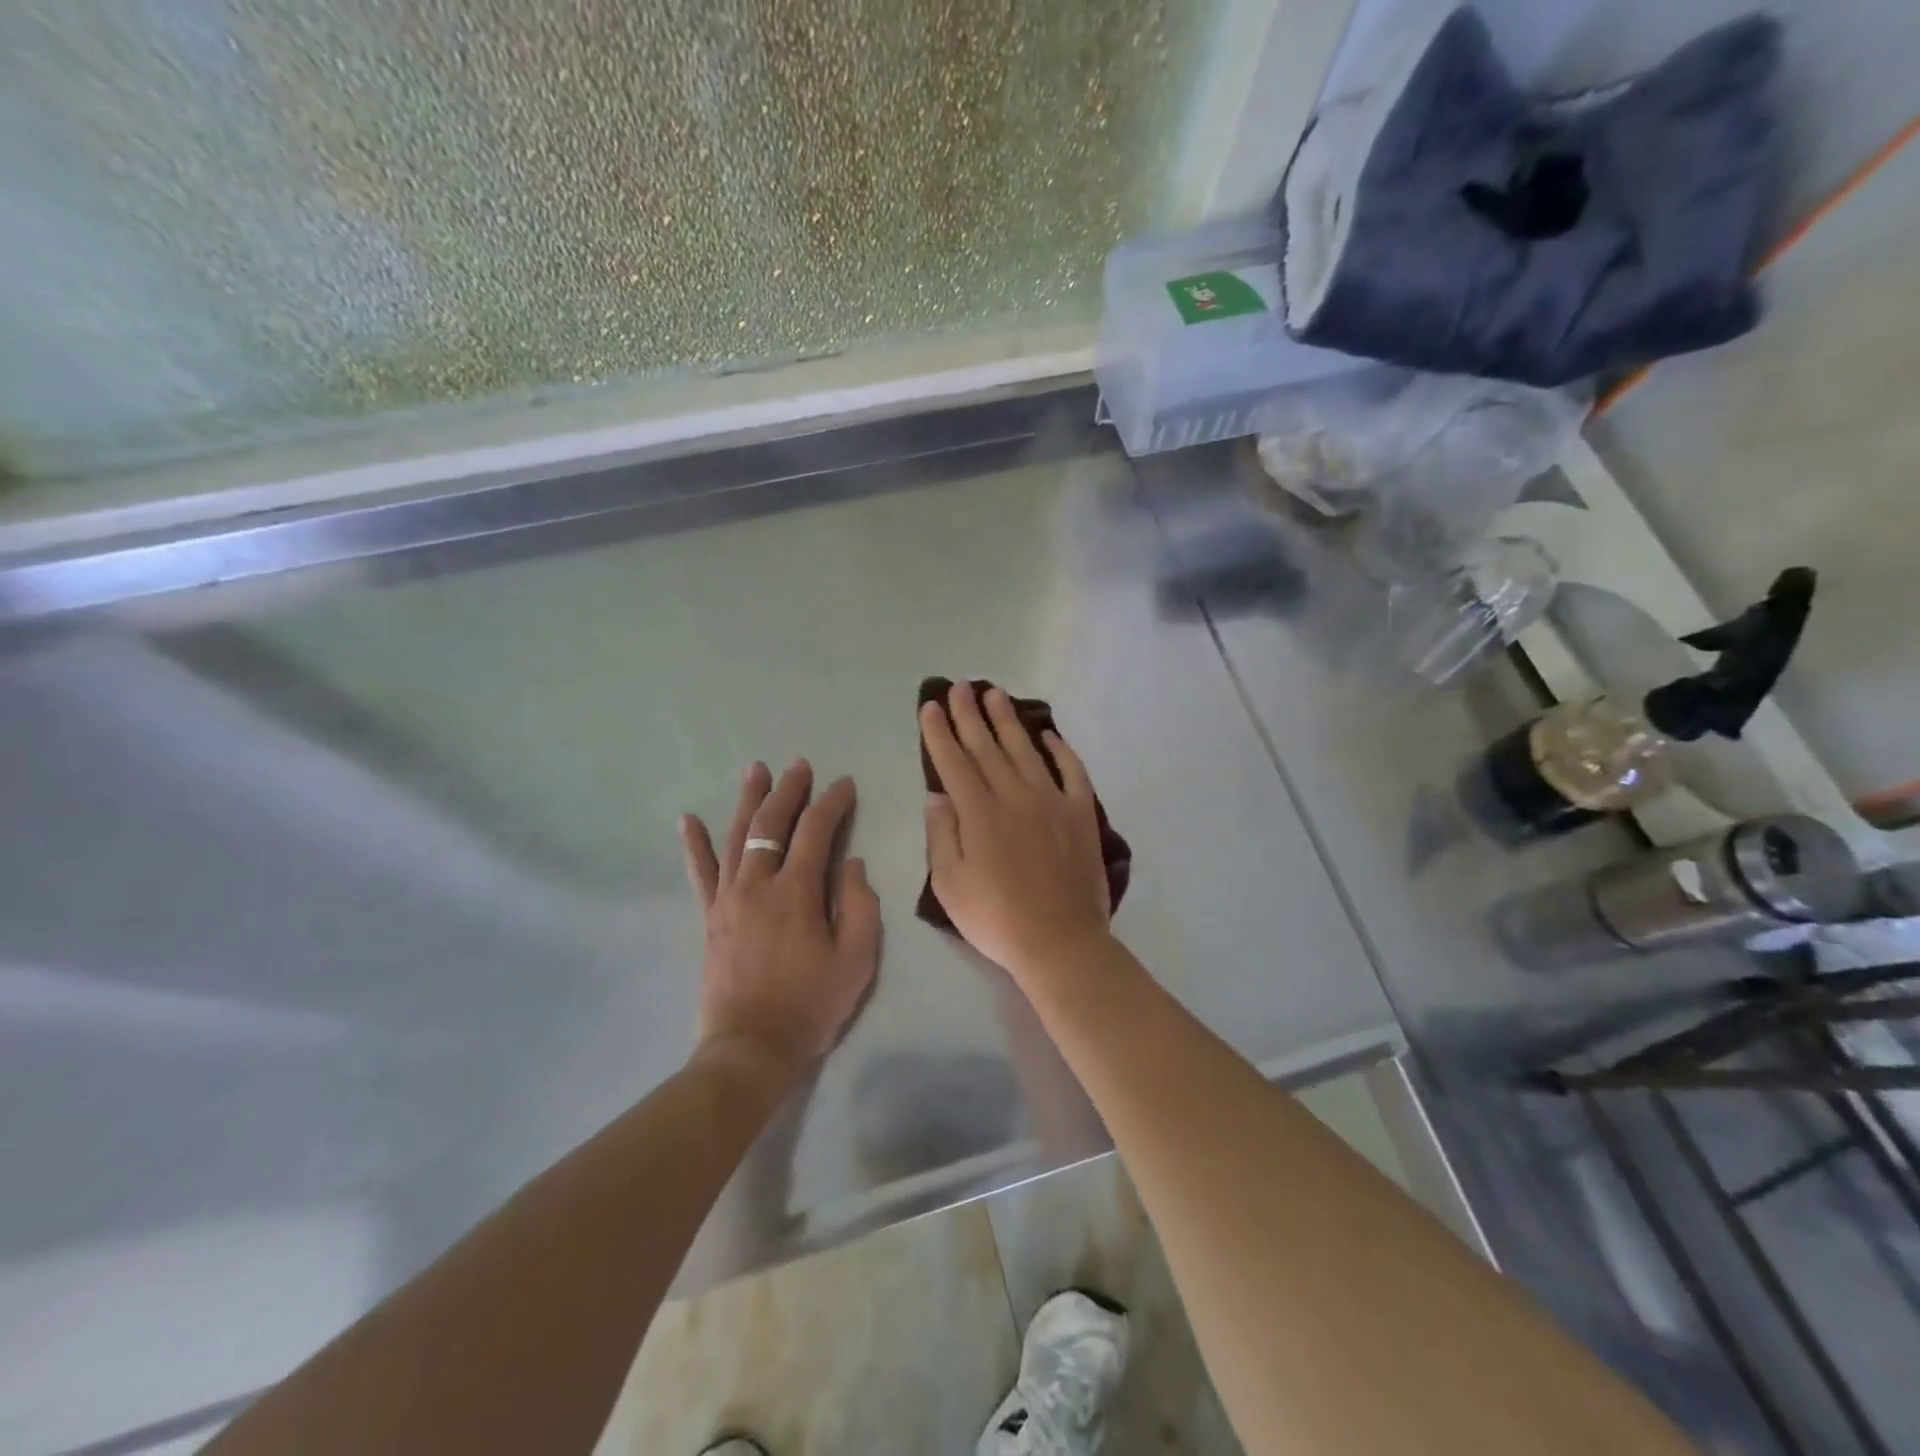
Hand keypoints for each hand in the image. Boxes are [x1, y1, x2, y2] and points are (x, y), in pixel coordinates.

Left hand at [680, 759, 880, 1085]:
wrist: (751, 1048)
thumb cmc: (811, 1005)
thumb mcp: (856, 959)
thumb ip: (859, 905)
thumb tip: (851, 863)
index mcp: (797, 892)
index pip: (816, 831)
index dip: (832, 803)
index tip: (844, 784)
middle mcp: (758, 884)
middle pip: (771, 823)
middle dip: (789, 790)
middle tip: (800, 765)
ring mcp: (728, 898)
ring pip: (737, 836)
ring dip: (747, 800)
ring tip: (755, 770)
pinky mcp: (710, 917)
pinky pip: (700, 872)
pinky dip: (695, 845)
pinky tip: (689, 820)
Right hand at [921, 683, 1112, 978]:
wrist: (1060, 942)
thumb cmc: (996, 919)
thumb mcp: (950, 884)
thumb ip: (941, 834)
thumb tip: (937, 794)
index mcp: (980, 813)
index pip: (954, 762)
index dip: (940, 733)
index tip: (931, 707)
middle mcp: (1015, 796)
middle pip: (987, 747)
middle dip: (970, 715)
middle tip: (959, 687)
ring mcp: (1052, 801)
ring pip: (1026, 750)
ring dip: (1008, 720)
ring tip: (995, 694)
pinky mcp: (1081, 814)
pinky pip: (1072, 772)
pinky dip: (1061, 750)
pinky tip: (1049, 735)